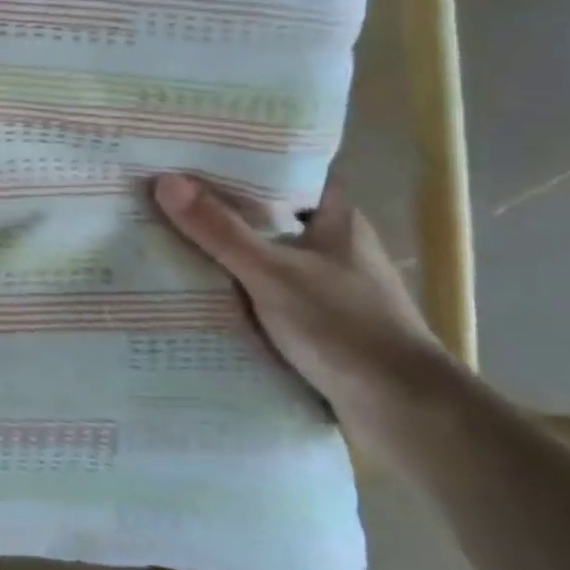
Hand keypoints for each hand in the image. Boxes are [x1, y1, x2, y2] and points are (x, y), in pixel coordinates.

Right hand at [151, 173, 459, 457]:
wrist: (405, 414)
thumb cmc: (344, 327)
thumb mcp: (271, 272)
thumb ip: (218, 229)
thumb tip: (163, 180)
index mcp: (337, 220)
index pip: (287, 174)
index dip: (245, 162)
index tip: (196, 155)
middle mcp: (334, 247)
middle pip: (269, 216)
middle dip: (221, 209)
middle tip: (165, 195)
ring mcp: (328, 288)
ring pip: (264, 258)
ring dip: (224, 254)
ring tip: (165, 238)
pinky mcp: (318, 326)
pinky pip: (265, 295)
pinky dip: (235, 292)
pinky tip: (195, 292)